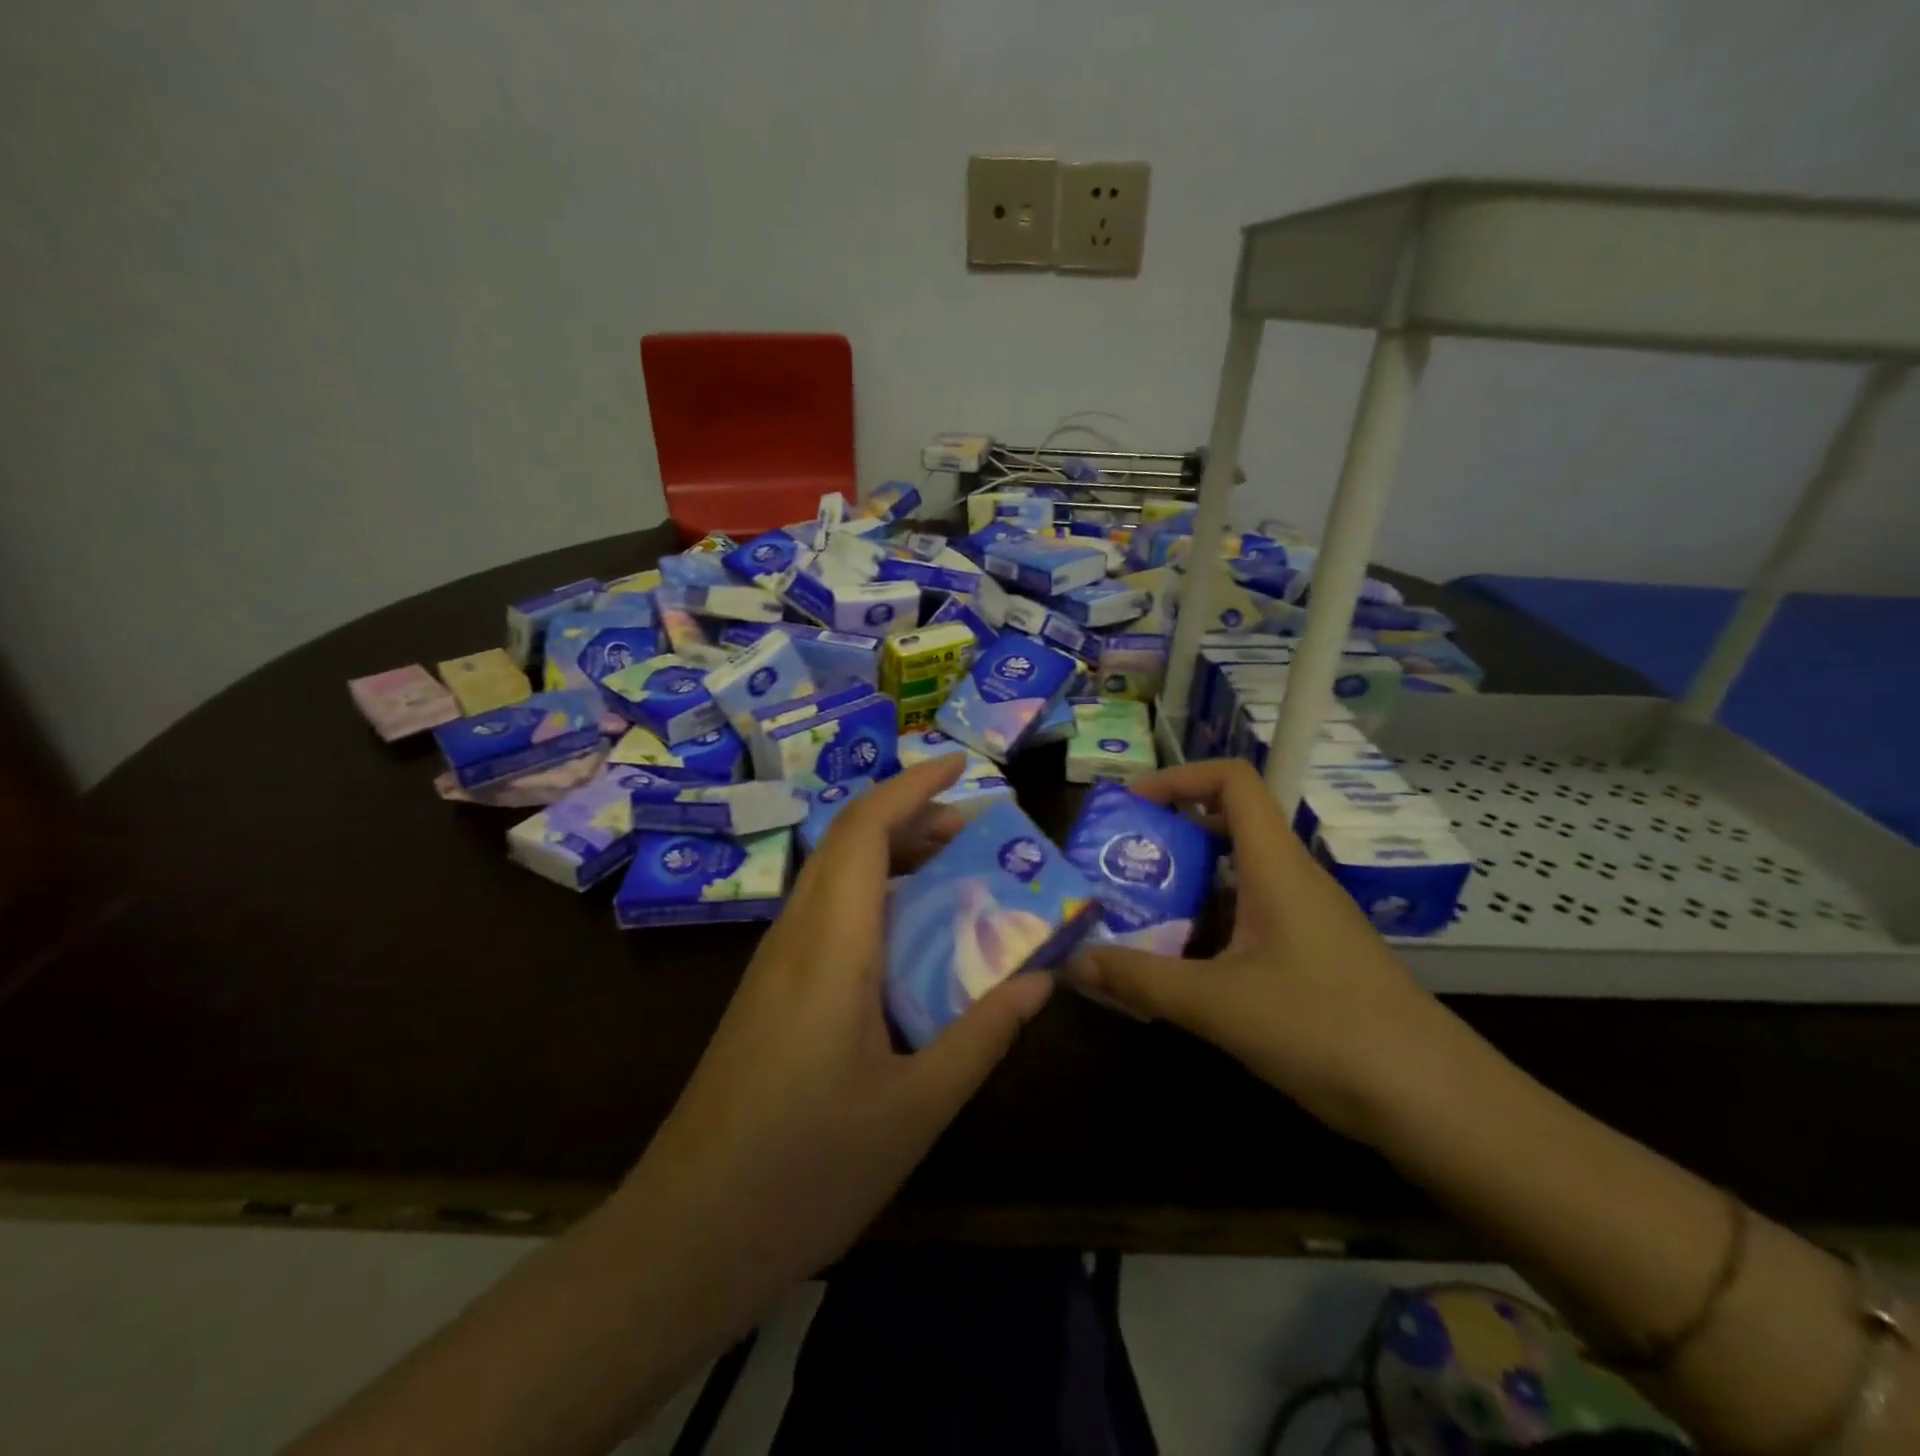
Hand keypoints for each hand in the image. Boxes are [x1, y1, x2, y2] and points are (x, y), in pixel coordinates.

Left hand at [622, 756, 1052, 1303]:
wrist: (686, 1237)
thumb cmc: (805, 1171)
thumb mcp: (916, 1109)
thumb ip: (982, 1035)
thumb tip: (1040, 981)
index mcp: (832, 947)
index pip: (864, 829)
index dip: (913, 786)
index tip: (964, 767)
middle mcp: (796, 936)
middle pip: (849, 842)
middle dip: (914, 818)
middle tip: (980, 833)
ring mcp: (774, 963)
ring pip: (835, 876)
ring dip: (893, 857)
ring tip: (956, 876)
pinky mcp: (767, 992)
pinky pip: (826, 915)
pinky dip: (874, 898)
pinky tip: (910, 942)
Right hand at [1068, 758, 1445, 1139]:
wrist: (1436, 1104)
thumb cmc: (1327, 1030)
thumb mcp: (1219, 1005)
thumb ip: (1141, 980)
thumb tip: (1072, 961)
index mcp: (1276, 866)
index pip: (1234, 780)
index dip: (1179, 777)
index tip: (1131, 807)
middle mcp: (1292, 879)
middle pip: (1226, 825)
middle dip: (1167, 837)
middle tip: (1118, 866)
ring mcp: (1306, 920)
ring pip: (1235, 878)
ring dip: (1183, 888)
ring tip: (1133, 916)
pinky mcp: (1312, 957)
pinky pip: (1248, 920)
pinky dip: (1207, 927)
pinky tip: (1178, 969)